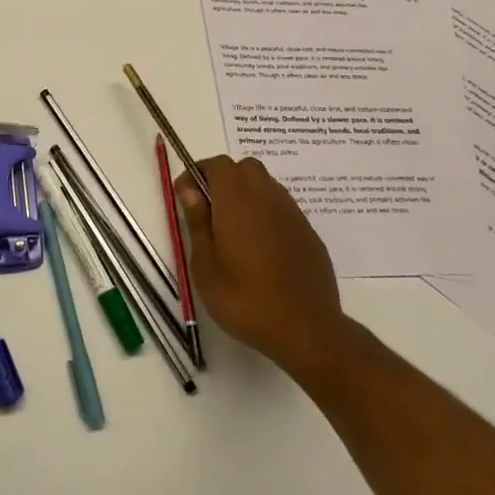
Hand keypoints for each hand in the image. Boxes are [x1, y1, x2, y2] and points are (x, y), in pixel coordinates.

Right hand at [175, 156, 347, 379]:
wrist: (306, 330)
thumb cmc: (245, 299)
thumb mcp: (206, 266)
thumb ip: (197, 222)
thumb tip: (190, 191)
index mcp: (237, 200)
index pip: (217, 164)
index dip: (198, 173)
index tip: (185, 196)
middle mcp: (267, 197)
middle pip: (245, 168)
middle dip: (224, 179)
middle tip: (209, 210)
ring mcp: (292, 213)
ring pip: (266, 185)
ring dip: (246, 194)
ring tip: (234, 230)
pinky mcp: (308, 232)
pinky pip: (282, 208)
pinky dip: (266, 214)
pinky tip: (261, 248)